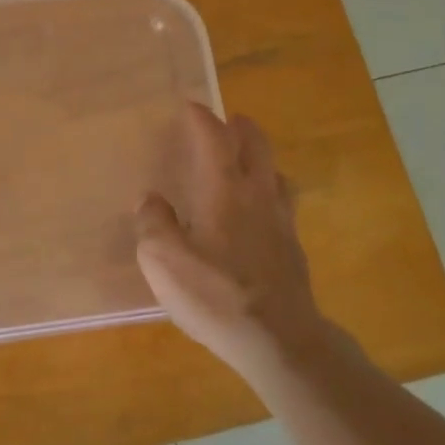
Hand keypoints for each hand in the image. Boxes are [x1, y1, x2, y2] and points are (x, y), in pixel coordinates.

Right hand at [135, 104, 335, 383]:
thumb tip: (151, 201)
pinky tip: (257, 213)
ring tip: (244, 163)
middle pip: (256, 145)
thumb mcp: (163, 260)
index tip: (190, 105)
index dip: (201, 118)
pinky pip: (282, 203)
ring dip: (260, 158)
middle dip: (240, 127)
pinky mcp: (293, 248)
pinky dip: (268, 192)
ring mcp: (281, 221)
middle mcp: (258, 194)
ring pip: (275, 172)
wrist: (278, 339)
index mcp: (225, 189)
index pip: (215, 138)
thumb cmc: (216, 294)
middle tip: (226, 122)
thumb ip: (152, 223)